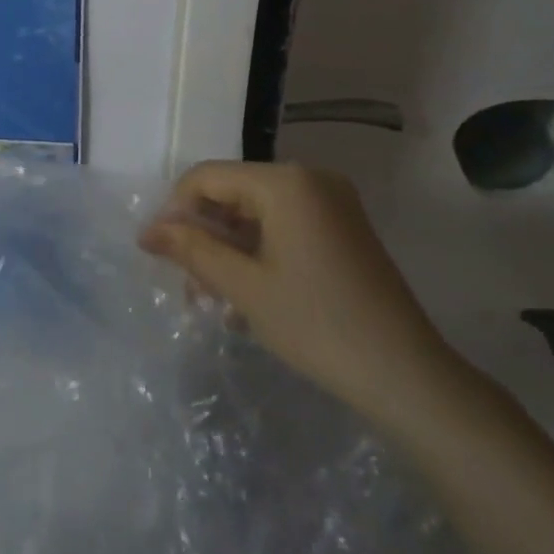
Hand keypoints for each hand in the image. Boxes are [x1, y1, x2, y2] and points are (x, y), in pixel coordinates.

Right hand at [140, 161, 467, 428]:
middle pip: (233, 192)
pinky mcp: (343, 228)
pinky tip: (245, 293)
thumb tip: (147, 231)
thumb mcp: (243, 286)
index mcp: (286, 181)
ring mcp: (332, 202)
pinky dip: (257, 252)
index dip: (175, 210)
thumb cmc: (316, 324)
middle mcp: (310, 178)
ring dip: (227, 248)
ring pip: (256, 212)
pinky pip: (283, 225)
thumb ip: (191, 249)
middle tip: (187, 285)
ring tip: (212, 298)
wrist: (407, 376)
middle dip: (203, 234)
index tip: (156, 252)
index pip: (207, 177)